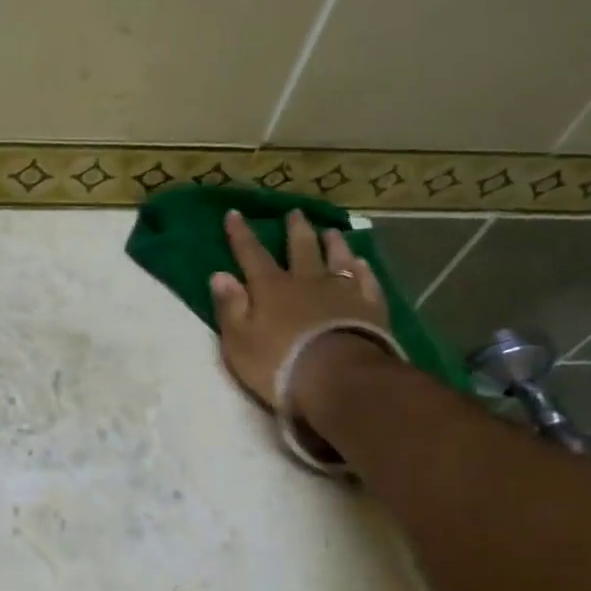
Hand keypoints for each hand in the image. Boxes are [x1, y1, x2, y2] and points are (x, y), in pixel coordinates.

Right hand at [210, 210, 388, 408]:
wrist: (338, 378)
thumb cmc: (278, 363)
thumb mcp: (239, 340)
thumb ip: (230, 307)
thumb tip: (219, 275)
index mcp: (271, 288)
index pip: (251, 254)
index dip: (241, 234)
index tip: (235, 213)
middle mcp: (306, 281)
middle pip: (300, 249)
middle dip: (295, 230)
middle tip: (295, 213)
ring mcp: (342, 292)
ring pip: (337, 259)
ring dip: (333, 243)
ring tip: (331, 231)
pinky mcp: (370, 308)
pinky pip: (366, 280)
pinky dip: (362, 268)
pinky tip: (362, 262)